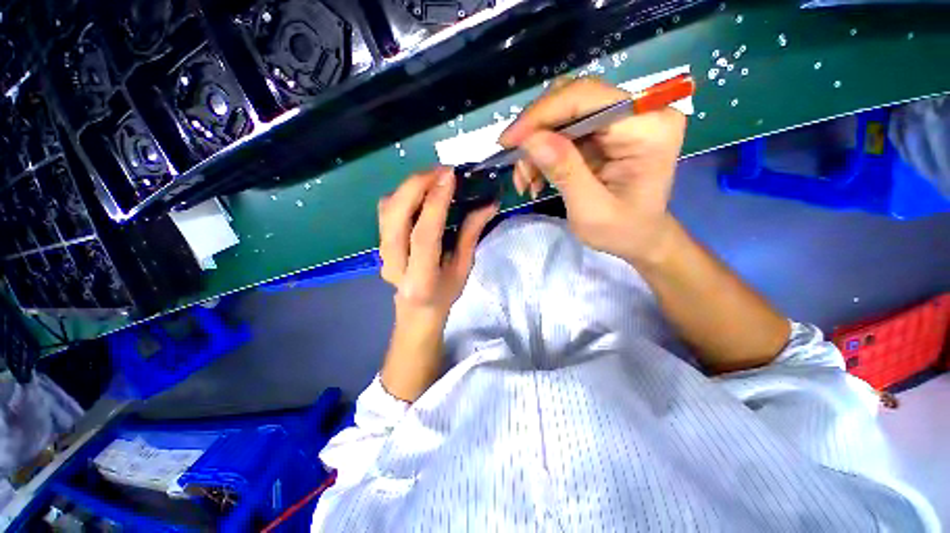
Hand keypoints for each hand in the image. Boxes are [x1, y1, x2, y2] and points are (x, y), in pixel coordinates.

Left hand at [378, 167, 497, 322]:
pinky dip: (402, 193)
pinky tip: (420, 191)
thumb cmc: (445, 292)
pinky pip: (385, 210)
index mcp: (421, 278)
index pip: (424, 235)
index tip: (449, 176)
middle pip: (396, 215)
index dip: (435, 203)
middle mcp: (394, 263)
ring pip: (386, 209)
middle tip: (441, 171)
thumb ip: (471, 234)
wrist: (417, 308)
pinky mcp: (378, 242)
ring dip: (409, 186)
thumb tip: (489, 203)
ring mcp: (381, 252)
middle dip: (417, 185)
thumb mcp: (464, 267)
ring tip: (433, 177)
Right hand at [500, 77, 686, 264]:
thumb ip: (564, 171)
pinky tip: (535, 177)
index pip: (586, 97)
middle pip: (571, 100)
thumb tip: (531, 139)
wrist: (639, 237)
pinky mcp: (607, 130)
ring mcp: (622, 119)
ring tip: (525, 180)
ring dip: (536, 147)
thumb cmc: (621, 231)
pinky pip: (564, 130)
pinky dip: (543, 153)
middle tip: (514, 164)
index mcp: (647, 128)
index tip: (507, 142)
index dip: (541, 114)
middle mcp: (639, 112)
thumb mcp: (590, 209)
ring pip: (562, 114)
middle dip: (535, 133)